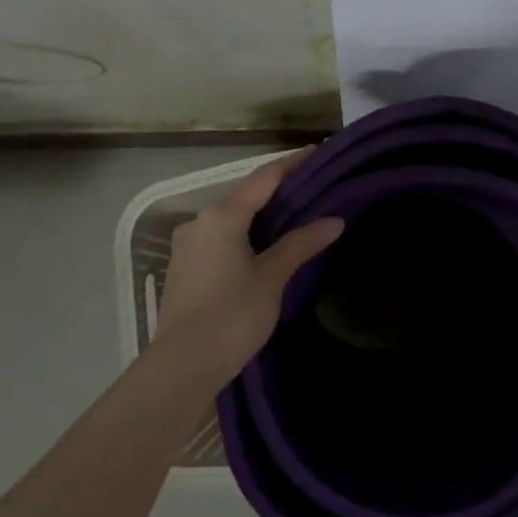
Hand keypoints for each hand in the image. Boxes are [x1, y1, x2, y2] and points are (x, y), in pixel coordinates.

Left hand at [157, 148, 344, 385]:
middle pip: (246, 197)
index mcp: (222, 216)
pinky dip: (244, 236)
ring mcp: (187, 245)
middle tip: (312, 189)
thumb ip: (301, 244)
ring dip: (260, 216)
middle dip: (277, 192)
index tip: (315, 151)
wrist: (182, 365)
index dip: (291, 164)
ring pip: (231, 220)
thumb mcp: (272, 278)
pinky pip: (220, 239)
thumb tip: (334, 221)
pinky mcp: (184, 268)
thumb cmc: (232, 315)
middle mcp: (200, 222)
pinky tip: (262, 247)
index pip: (263, 178)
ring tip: (293, 218)